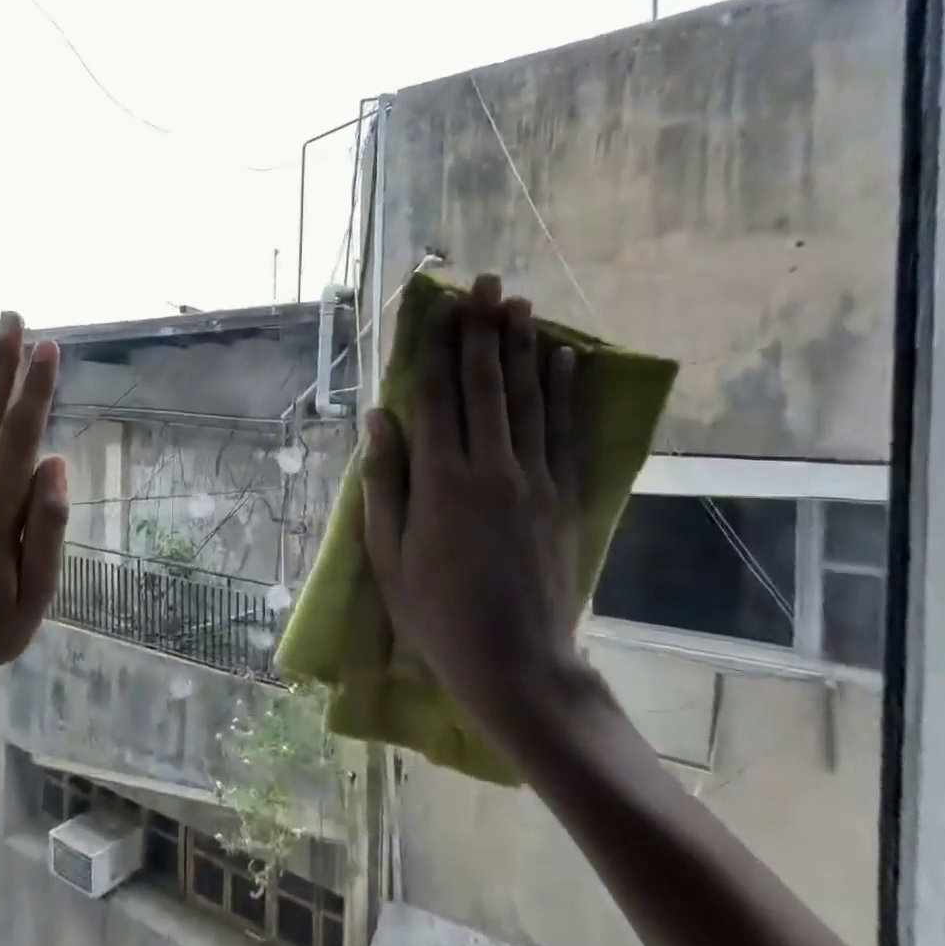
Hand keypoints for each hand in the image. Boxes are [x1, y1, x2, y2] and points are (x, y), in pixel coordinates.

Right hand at [361, 274, 606, 747]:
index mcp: (442, 483)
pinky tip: (564, 359)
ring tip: (520, 303)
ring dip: (523, 347)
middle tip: (484, 283)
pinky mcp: (565, 498)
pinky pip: (564, 432)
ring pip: (529, 400)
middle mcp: (492, 469)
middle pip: (487, 386)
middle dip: (482, 331)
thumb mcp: (388, 555)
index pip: (438, 399)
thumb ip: (385, 481)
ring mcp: (535, 481)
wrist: (516, 663)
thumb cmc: (436, 613)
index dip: (437, 349)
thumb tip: (379, 417)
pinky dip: (564, 391)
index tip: (438, 307)